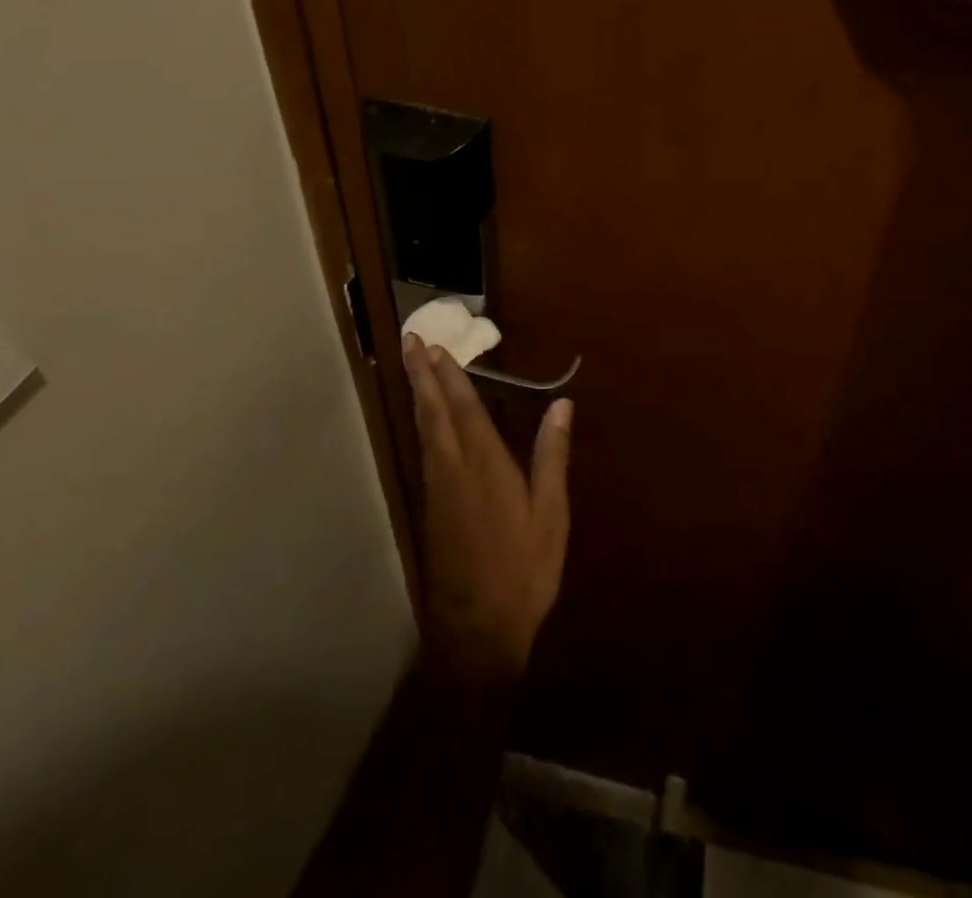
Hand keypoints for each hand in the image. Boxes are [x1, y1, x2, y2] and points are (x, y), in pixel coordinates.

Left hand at [404, 334, 571, 687]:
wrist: (477, 632)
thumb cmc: (524, 571)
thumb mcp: (551, 516)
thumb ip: (553, 457)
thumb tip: (562, 405)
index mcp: (486, 467)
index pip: (465, 409)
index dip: (450, 376)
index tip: (436, 346)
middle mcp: (454, 470)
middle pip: (433, 413)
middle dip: (421, 375)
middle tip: (409, 341)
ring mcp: (437, 490)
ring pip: (424, 430)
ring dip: (417, 394)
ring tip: (412, 367)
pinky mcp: (430, 509)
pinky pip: (424, 450)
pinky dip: (423, 423)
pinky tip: (425, 419)